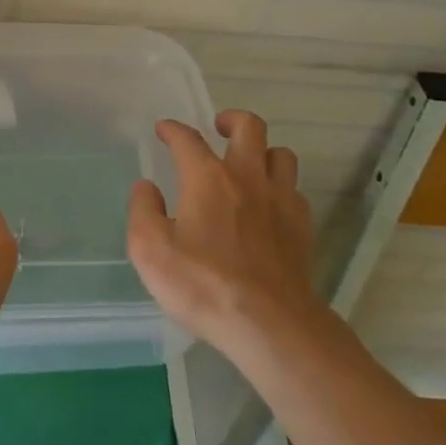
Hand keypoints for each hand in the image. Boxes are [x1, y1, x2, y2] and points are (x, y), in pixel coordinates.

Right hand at [127, 110, 317, 361]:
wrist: (270, 325)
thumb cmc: (203, 285)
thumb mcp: (150, 251)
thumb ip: (143, 212)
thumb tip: (146, 188)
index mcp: (207, 177)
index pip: (187, 139)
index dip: (172, 130)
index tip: (164, 130)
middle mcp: (247, 177)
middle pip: (249, 127)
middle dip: (232, 120)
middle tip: (219, 129)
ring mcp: (280, 200)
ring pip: (281, 154)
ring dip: (263, 152)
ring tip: (249, 164)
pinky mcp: (302, 227)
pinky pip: (294, 191)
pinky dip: (280, 188)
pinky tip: (270, 206)